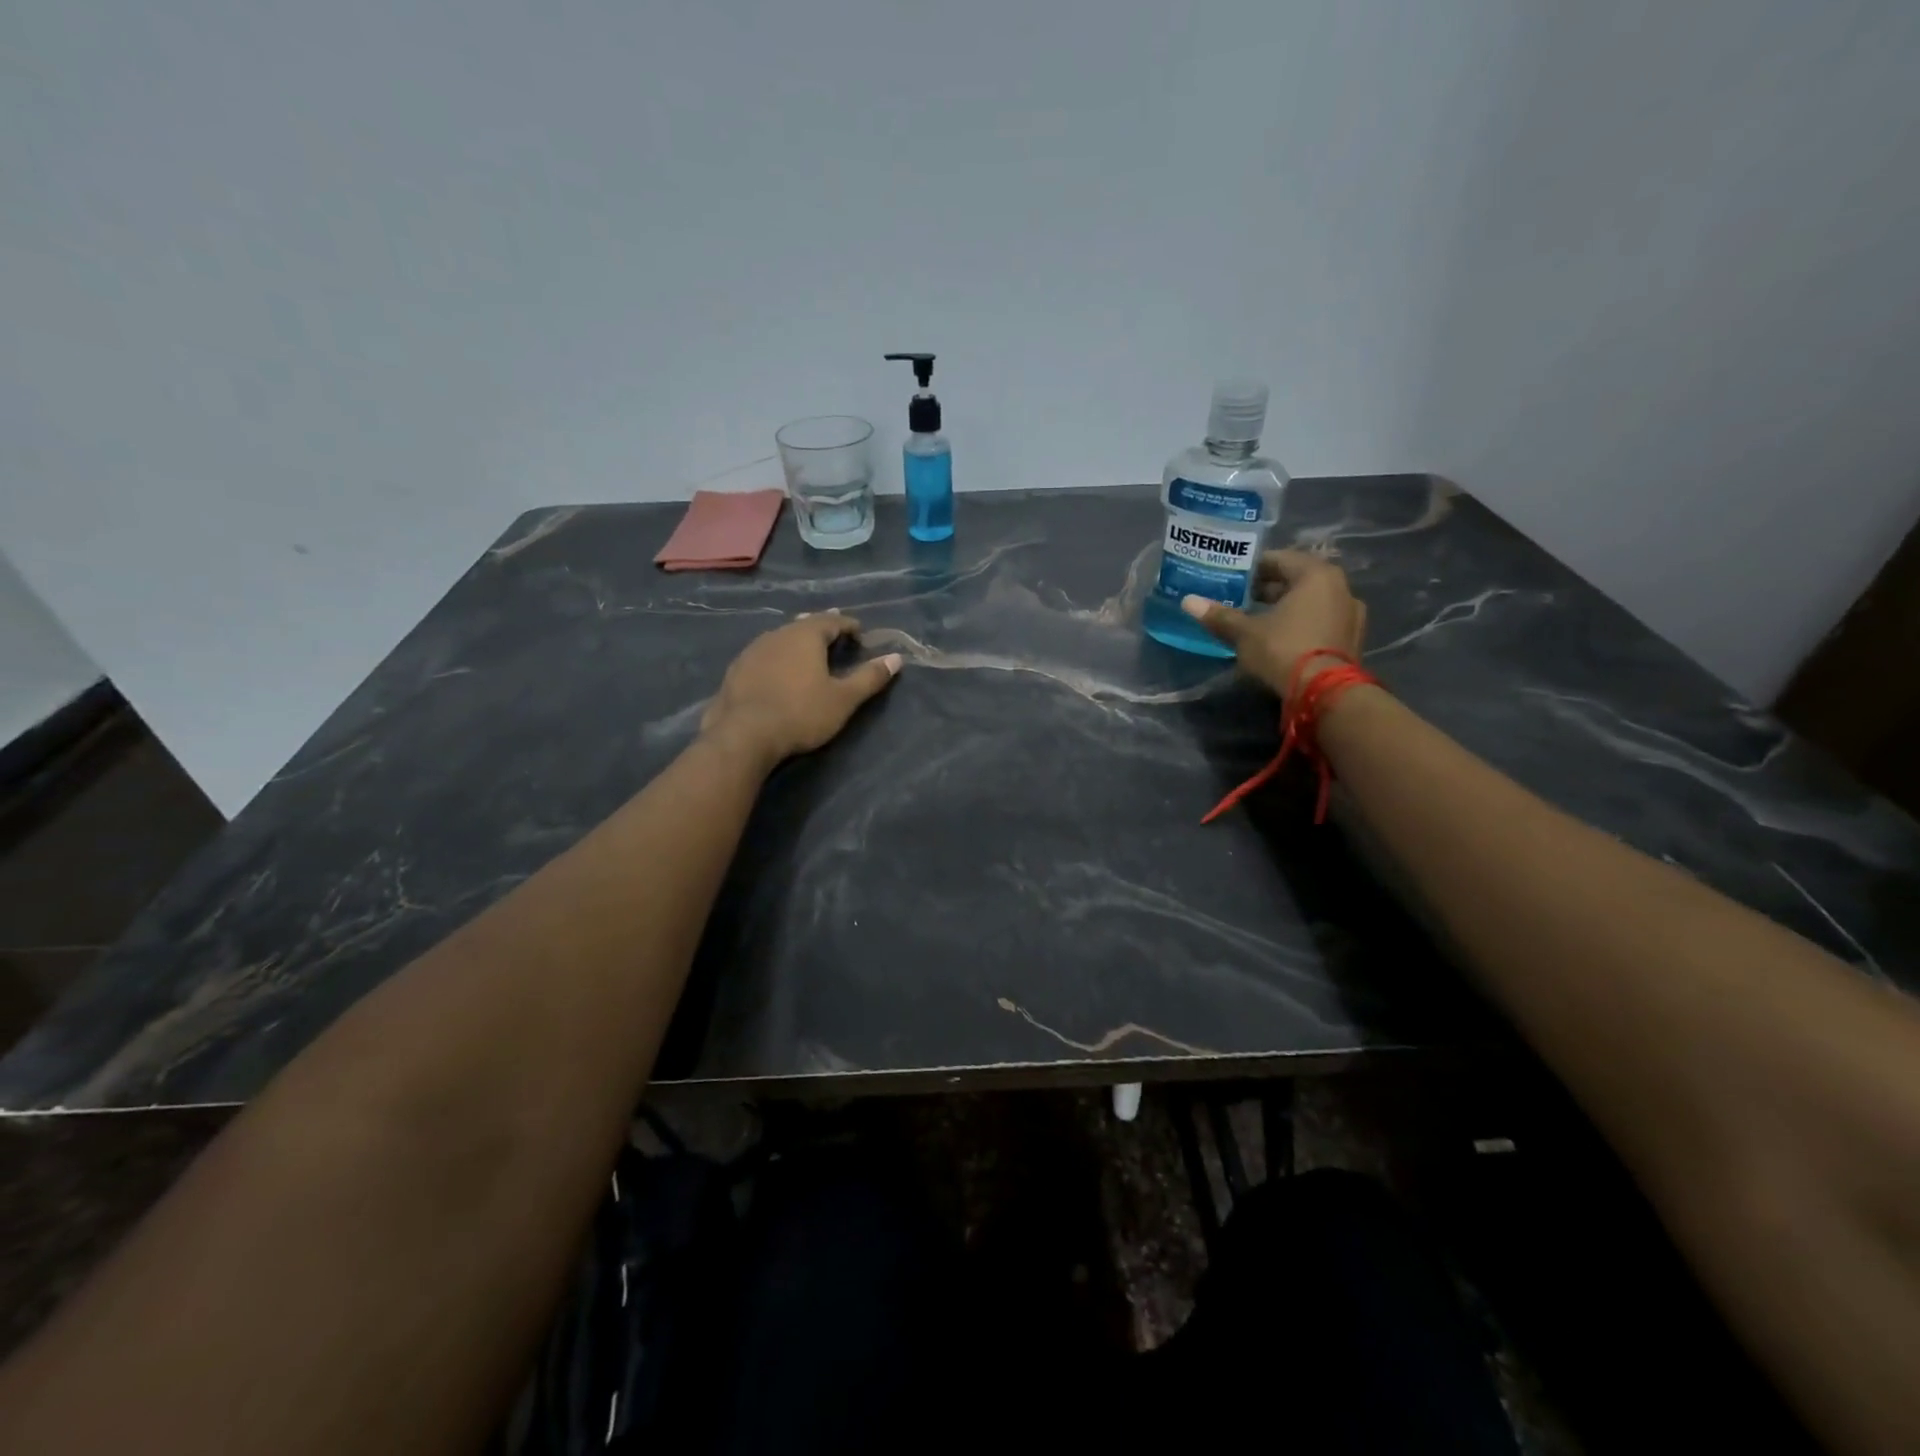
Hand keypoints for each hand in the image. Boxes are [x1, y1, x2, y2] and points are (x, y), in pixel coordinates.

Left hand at [698, 612, 901, 768]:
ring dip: (796, 643)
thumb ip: (869, 678)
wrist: (743, 735)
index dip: (849, 626)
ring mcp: (752, 651)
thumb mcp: (843, 699)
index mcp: (805, 635)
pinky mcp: (735, 671)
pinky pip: (763, 656)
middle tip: (835, 638)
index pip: (832, 620)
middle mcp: (777, 634)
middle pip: (804, 625)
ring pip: (780, 639)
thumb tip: (895, 658)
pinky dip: (777, 659)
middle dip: (821, 630)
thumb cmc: (801, 713)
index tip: (860, 635)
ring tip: (807, 655)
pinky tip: (777, 673)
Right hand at [1179, 550, 1366, 697]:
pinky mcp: (1352, 639)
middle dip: (1268, 588)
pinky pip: (1320, 621)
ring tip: (1256, 620)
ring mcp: (1351, 615)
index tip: (1231, 577)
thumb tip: (1188, 601)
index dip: (1252, 568)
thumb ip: (1220, 616)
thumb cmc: (1284, 650)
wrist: (1325, 694)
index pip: (1280, 559)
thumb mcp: (1245, 633)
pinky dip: (1300, 624)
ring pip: (1310, 602)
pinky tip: (1279, 638)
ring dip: (1285, 607)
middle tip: (1239, 598)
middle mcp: (1340, 588)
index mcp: (1316, 575)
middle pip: (1297, 580)